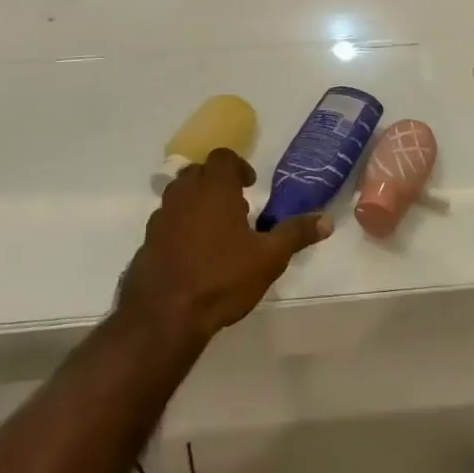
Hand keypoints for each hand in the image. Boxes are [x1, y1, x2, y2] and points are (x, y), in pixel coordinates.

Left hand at [116, 148, 329, 345]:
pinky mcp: (147, 241)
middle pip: (199, 172)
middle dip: (217, 183)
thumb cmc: (221, 278)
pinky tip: (193, 255)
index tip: (250, 185)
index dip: (238, 166)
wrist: (164, 314)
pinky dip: (180, 227)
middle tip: (236, 207)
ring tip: (216, 231)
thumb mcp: (268, 258)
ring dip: (197, 203)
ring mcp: (161, 216)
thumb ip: (295, 234)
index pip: (223, 157)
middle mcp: (184, 193)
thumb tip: (326, 221)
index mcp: (214, 187)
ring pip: (180, 195)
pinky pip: (167, 222)